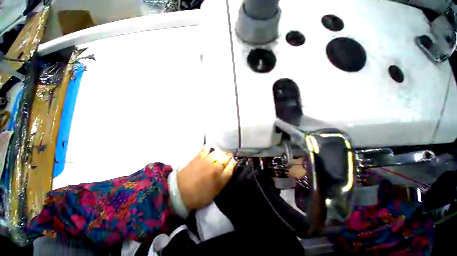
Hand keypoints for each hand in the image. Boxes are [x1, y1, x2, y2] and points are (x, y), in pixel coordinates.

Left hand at [177, 146, 236, 210]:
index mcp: (221, 179)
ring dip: (220, 153)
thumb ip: (224, 179)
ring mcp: (208, 161)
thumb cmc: (199, 195)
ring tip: (217, 155)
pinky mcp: (199, 157)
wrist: (180, 193)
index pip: (232, 165)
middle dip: (228, 156)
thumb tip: (229, 168)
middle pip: (226, 157)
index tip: (233, 160)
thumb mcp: (215, 191)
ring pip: (218, 152)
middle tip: (226, 158)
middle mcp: (217, 168)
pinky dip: (208, 148)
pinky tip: (208, 151)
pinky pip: (206, 148)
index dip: (233, 161)